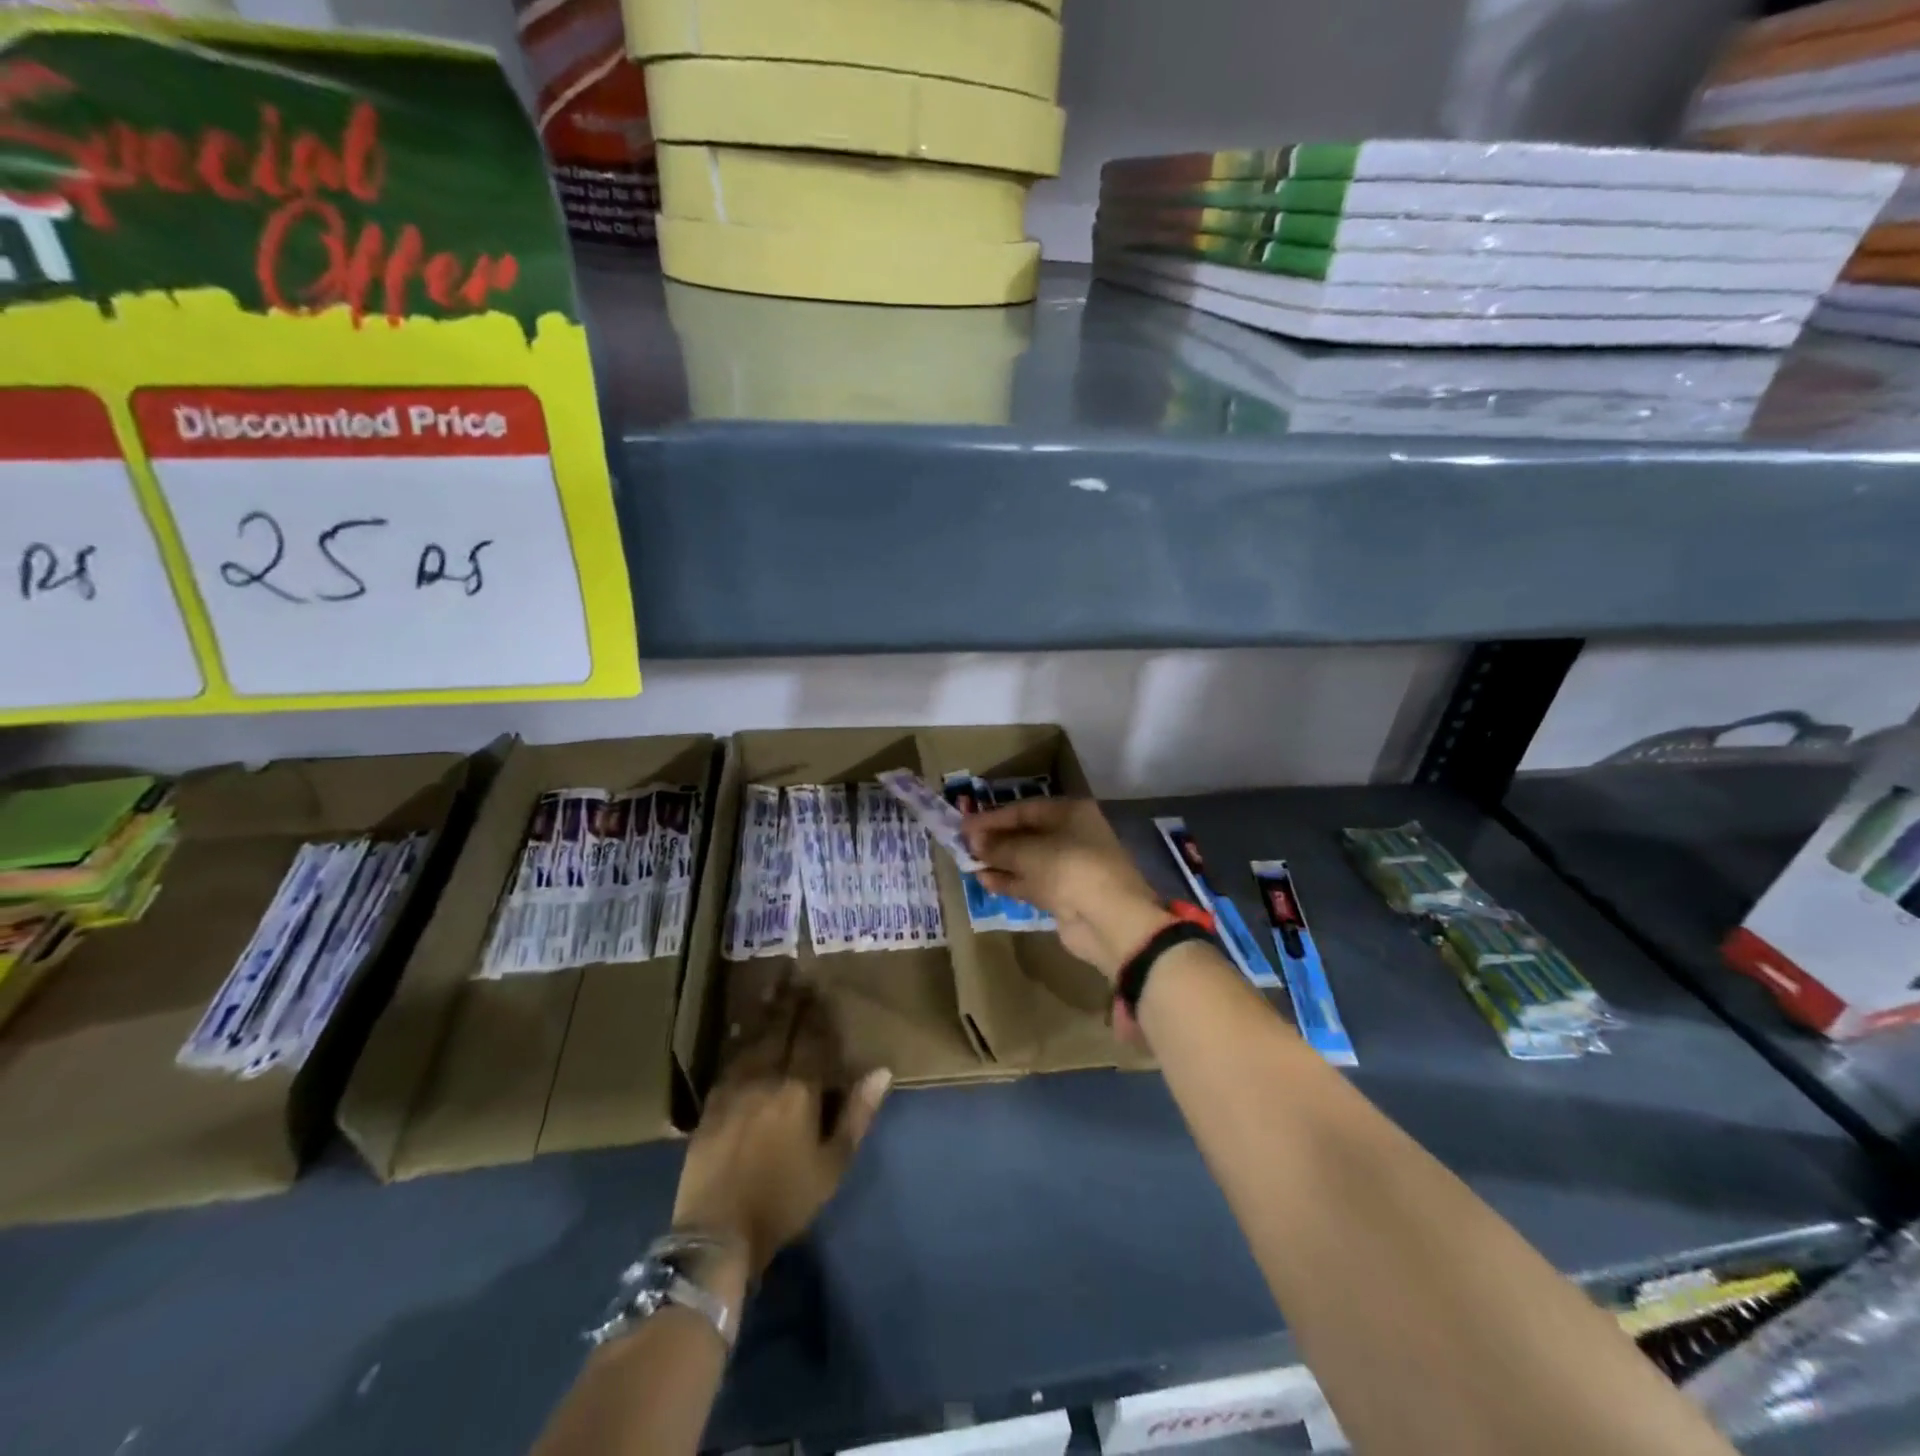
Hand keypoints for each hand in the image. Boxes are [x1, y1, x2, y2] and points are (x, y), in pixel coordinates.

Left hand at [673, 978, 890, 1276]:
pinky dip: (740, 1039)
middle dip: (791, 1002)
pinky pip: (730, 1060)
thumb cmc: (785, 1200)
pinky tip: (743, 1031)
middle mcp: (766, 1077)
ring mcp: (734, 1088)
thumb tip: (881, 1071)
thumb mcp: (833, 1164)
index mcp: (799, 1089)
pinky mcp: (711, 1103)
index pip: (810, 1038)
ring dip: (765, 1012)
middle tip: (795, 973)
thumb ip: (856, 1114)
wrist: (718, 1232)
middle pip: (780, 1029)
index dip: (816, 1012)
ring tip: (772, 989)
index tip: (819, 986)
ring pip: (753, 1039)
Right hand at [962, 797, 1171, 981]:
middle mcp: (1071, 835)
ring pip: (1027, 860)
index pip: (1024, 809)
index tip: (964, 826)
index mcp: (1070, 813)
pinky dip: (1009, 881)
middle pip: (1026, 834)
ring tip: (969, 864)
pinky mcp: (1063, 895)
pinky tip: (984, 881)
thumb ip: (999, 845)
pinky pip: (1031, 883)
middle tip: (964, 845)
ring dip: (999, 862)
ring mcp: (1068, 867)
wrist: (1109, 920)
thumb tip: (973, 840)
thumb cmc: (1071, 869)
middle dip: (996, 840)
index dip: (993, 818)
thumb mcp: (1030, 852)